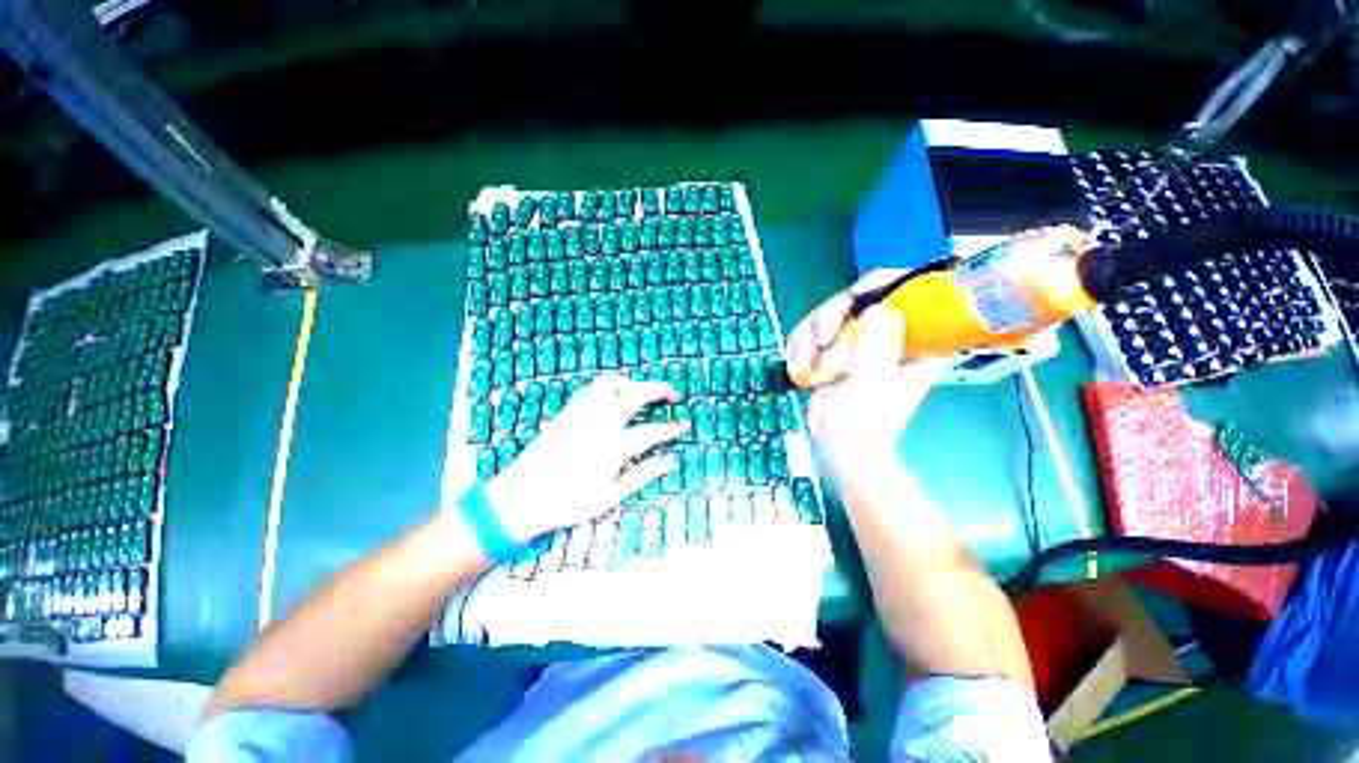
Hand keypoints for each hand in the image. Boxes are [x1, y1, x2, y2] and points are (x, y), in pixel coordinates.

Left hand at [484, 373, 688, 542]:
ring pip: (614, 383)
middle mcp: (600, 424)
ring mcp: (582, 414)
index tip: (686, 424)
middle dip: (661, 389)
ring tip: (643, 394)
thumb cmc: (567, 505)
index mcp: (613, 449)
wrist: (519, 499)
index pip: (653, 432)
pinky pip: (592, 387)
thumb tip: (671, 462)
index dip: (673, 427)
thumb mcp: (609, 498)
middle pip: (638, 394)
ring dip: (634, 384)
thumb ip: (642, 476)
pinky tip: (613, 396)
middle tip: (673, 395)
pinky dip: (608, 386)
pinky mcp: (567, 411)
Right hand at [787, 279, 944, 491]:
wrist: (839, 446)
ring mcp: (861, 340)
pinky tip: (798, 365)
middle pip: (858, 299)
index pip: (908, 292)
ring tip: (803, 365)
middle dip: (830, 318)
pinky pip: (815, 330)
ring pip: (831, 313)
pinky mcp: (838, 349)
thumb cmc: (862, 423)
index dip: (881, 285)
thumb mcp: (870, 385)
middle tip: (820, 342)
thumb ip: (876, 349)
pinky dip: (800, 344)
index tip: (852, 299)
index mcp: (917, 341)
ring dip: (809, 336)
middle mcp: (892, 334)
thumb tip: (878, 308)